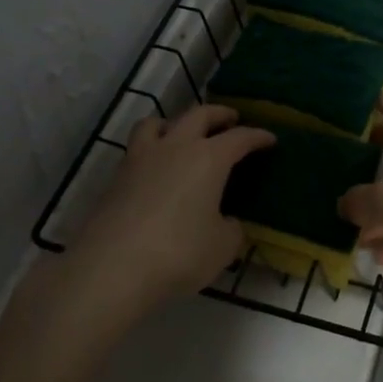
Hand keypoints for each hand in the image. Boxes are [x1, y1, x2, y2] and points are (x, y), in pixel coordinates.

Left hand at [72, 105, 273, 309]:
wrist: (112, 267)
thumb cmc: (178, 253)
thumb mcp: (222, 247)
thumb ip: (231, 230)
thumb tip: (227, 222)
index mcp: (209, 158)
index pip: (240, 138)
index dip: (258, 137)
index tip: (270, 139)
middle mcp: (176, 147)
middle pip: (200, 115)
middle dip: (220, 114)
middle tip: (232, 119)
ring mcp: (142, 158)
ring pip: (159, 122)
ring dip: (176, 122)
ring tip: (183, 133)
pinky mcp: (117, 177)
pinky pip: (138, 148)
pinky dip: (152, 148)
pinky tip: (156, 168)